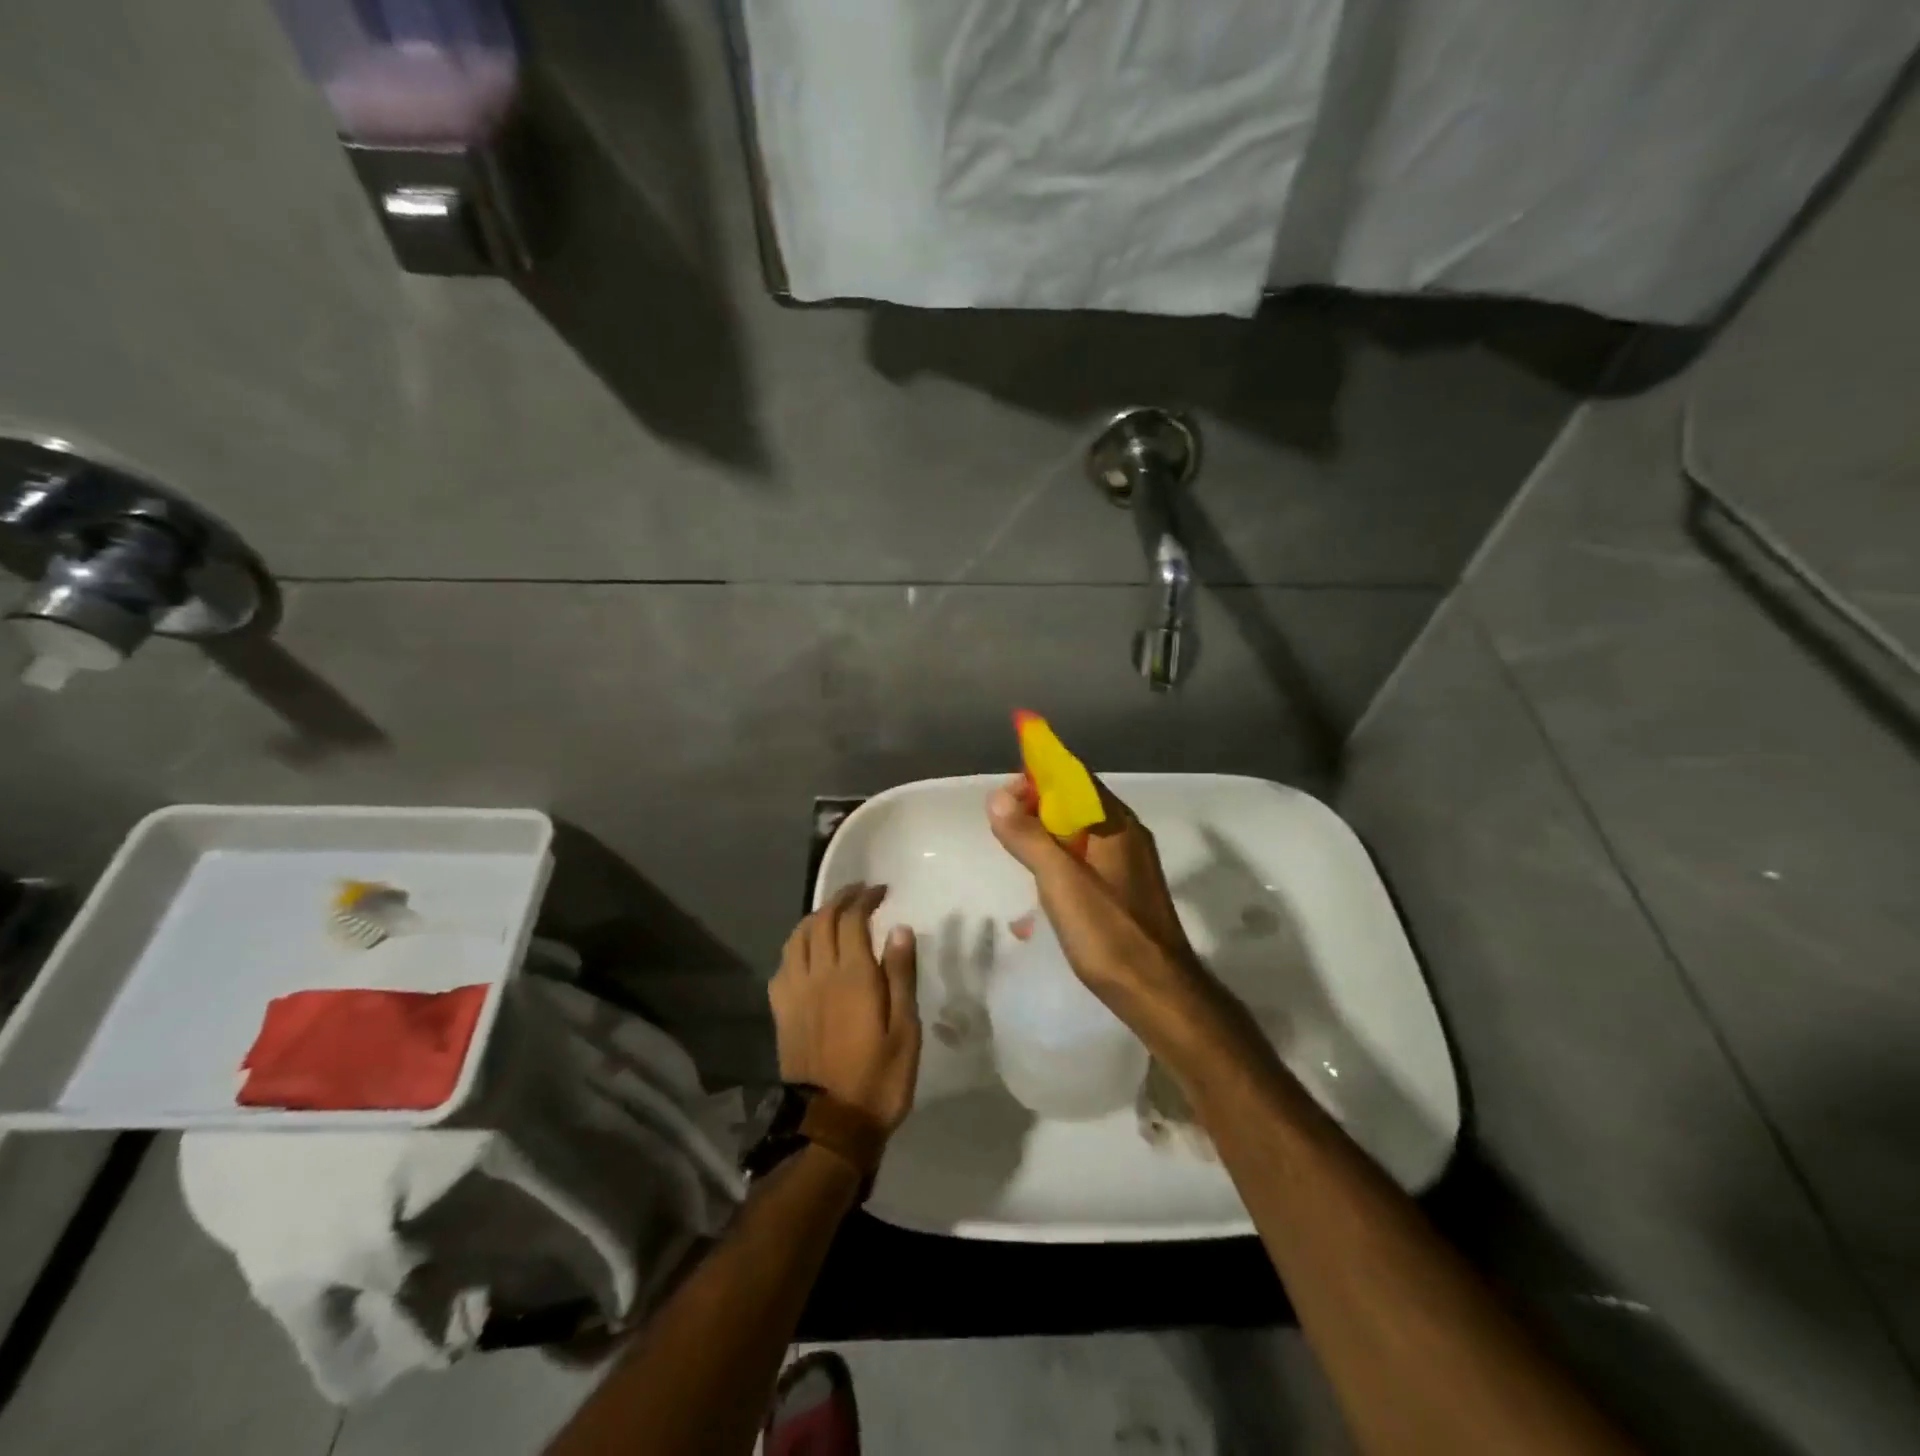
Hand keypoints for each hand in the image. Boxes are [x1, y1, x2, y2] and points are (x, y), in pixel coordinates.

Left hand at [770, 884, 920, 1131]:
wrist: (831, 1124)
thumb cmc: (879, 1077)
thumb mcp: (905, 1028)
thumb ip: (900, 975)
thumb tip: (899, 928)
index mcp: (852, 975)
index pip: (852, 919)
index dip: (864, 898)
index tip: (880, 890)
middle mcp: (819, 974)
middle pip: (822, 920)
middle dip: (841, 899)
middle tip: (860, 893)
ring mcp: (795, 992)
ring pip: (798, 937)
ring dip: (816, 917)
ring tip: (834, 914)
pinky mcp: (782, 1011)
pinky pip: (783, 964)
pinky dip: (797, 945)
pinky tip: (808, 951)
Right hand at [987, 777, 1210, 1027]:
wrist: (1158, 994)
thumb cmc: (1109, 934)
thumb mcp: (1061, 882)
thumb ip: (1029, 837)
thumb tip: (997, 797)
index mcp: (1116, 825)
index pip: (1075, 778)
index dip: (1038, 776)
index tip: (1003, 796)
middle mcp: (1126, 836)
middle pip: (1077, 803)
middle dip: (1037, 806)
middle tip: (1002, 825)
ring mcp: (1128, 865)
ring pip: (1081, 833)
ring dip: (1046, 834)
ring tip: (1015, 849)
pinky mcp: (1124, 891)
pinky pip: (1086, 858)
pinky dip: (1060, 859)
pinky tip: (1042, 882)